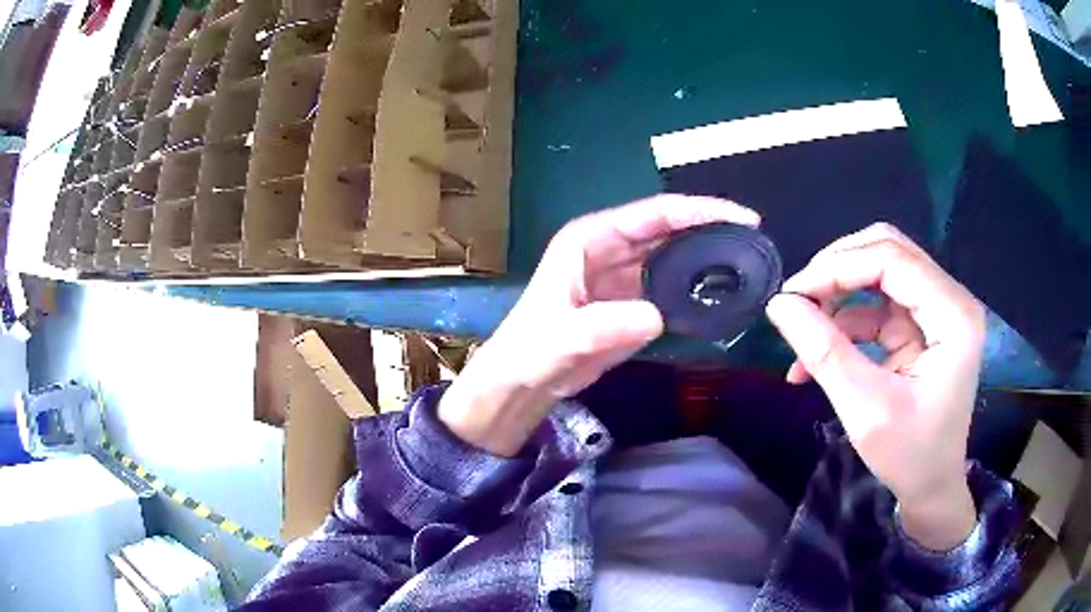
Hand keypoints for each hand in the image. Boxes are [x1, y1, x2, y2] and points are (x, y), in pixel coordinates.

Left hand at [439, 195, 760, 456]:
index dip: (699, 211)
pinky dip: (696, 287)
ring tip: (747, 263)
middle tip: (754, 240)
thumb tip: (657, 316)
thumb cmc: (531, 352)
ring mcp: (624, 276)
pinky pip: (672, 286)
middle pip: (670, 229)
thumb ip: (602, 326)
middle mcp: (611, 249)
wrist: (526, 382)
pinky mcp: (632, 302)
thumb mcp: (561, 338)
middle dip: (712, 229)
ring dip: (707, 257)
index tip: (740, 218)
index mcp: (591, 239)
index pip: (654, 214)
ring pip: (674, 255)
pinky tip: (721, 294)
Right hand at [765, 223, 982, 549]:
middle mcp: (951, 299)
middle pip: (888, 253)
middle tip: (798, 299)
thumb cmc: (909, 456)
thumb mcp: (865, 409)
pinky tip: (818, 354)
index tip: (792, 294)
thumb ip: (825, 352)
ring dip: (838, 297)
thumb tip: (779, 304)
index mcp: (953, 315)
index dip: (838, 267)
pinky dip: (846, 323)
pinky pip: (878, 305)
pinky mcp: (923, 325)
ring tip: (801, 330)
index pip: (892, 260)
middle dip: (837, 270)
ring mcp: (938, 310)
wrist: (932, 487)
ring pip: (880, 273)